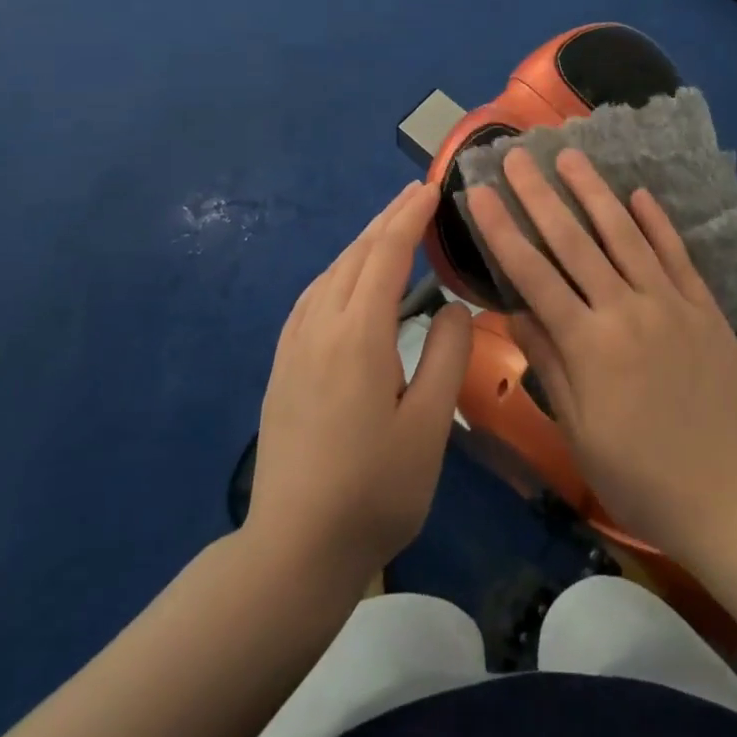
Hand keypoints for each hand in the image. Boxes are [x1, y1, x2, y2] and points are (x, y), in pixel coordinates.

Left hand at [248, 182, 471, 585]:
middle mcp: (320, 325)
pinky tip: (347, 277)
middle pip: (356, 254)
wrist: (292, 549)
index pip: (387, 253)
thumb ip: (447, 354)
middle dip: (388, 219)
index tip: (432, 188)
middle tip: (416, 194)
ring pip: (331, 272)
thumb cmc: (374, 490)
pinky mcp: (283, 363)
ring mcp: (294, 344)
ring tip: (390, 226)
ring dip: (363, 241)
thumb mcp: (429, 426)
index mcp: (358, 334)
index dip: (410, 216)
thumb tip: (453, 303)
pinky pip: (313, 295)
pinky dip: (339, 269)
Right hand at [465, 149, 736, 560]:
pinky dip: (656, 221)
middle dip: (539, 195)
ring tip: (570, 155)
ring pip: (624, 234)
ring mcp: (670, 303)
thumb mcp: (580, 431)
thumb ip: (549, 363)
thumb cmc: (642, 476)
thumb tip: (513, 310)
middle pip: (574, 241)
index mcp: (589, 344)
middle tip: (517, 157)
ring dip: (594, 192)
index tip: (480, 194)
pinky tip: (638, 193)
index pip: (533, 274)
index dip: (502, 231)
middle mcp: (627, 310)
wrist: (735, 500)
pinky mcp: (704, 307)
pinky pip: (676, 254)